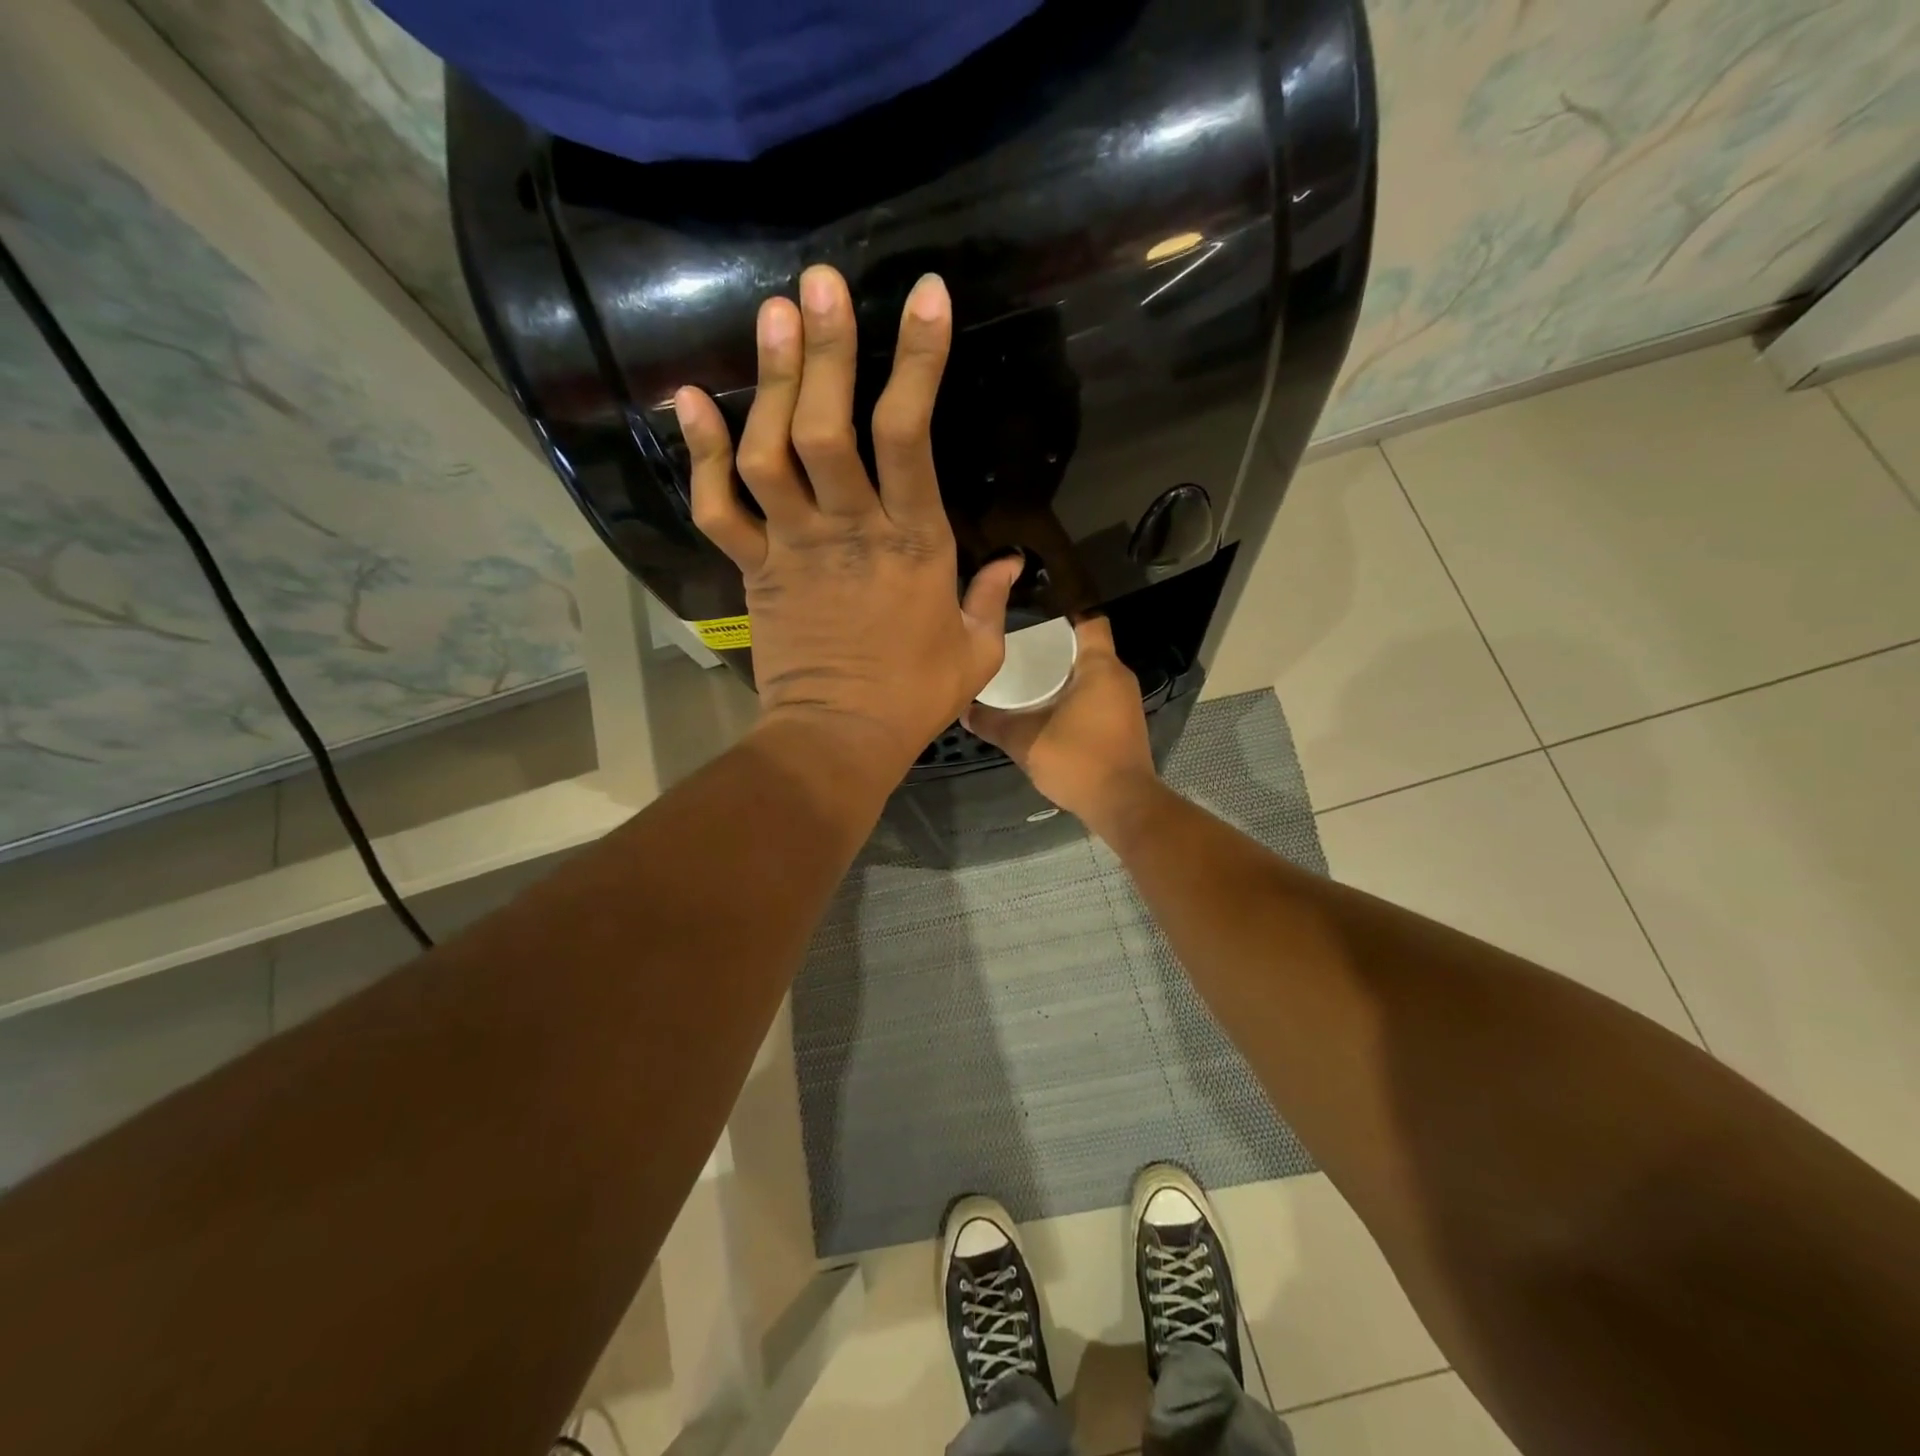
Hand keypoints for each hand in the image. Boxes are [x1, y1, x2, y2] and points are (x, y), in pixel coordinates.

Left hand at [675, 266, 1021, 772]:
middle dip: (828, 350)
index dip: (918, 361)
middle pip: (831, 428)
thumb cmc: (914, 698)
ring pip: (773, 453)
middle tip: (819, 282)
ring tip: (772, 316)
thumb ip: (993, 600)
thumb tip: (1011, 562)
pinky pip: (719, 507)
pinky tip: (690, 400)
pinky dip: (700, 454)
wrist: (839, 739)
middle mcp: (851, 530)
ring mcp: (794, 547)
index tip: (924, 295)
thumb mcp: (976, 652)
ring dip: (770, 383)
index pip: (912, 437)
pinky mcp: (755, 570)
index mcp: (915, 544)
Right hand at [964, 617, 1158, 835]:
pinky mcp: (1124, 724)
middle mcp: (1118, 677)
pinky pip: (1097, 695)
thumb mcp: (1025, 741)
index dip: (1063, 609)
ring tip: (1027, 674)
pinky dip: (1075, 694)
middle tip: (1018, 644)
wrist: (1122, 805)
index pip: (1088, 618)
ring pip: (1092, 673)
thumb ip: (994, 723)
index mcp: (1100, 667)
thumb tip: (964, 710)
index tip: (1033, 610)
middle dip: (1055, 645)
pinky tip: (1048, 706)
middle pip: (1087, 646)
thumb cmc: (1078, 760)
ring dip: (1064, 673)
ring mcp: (1125, 701)